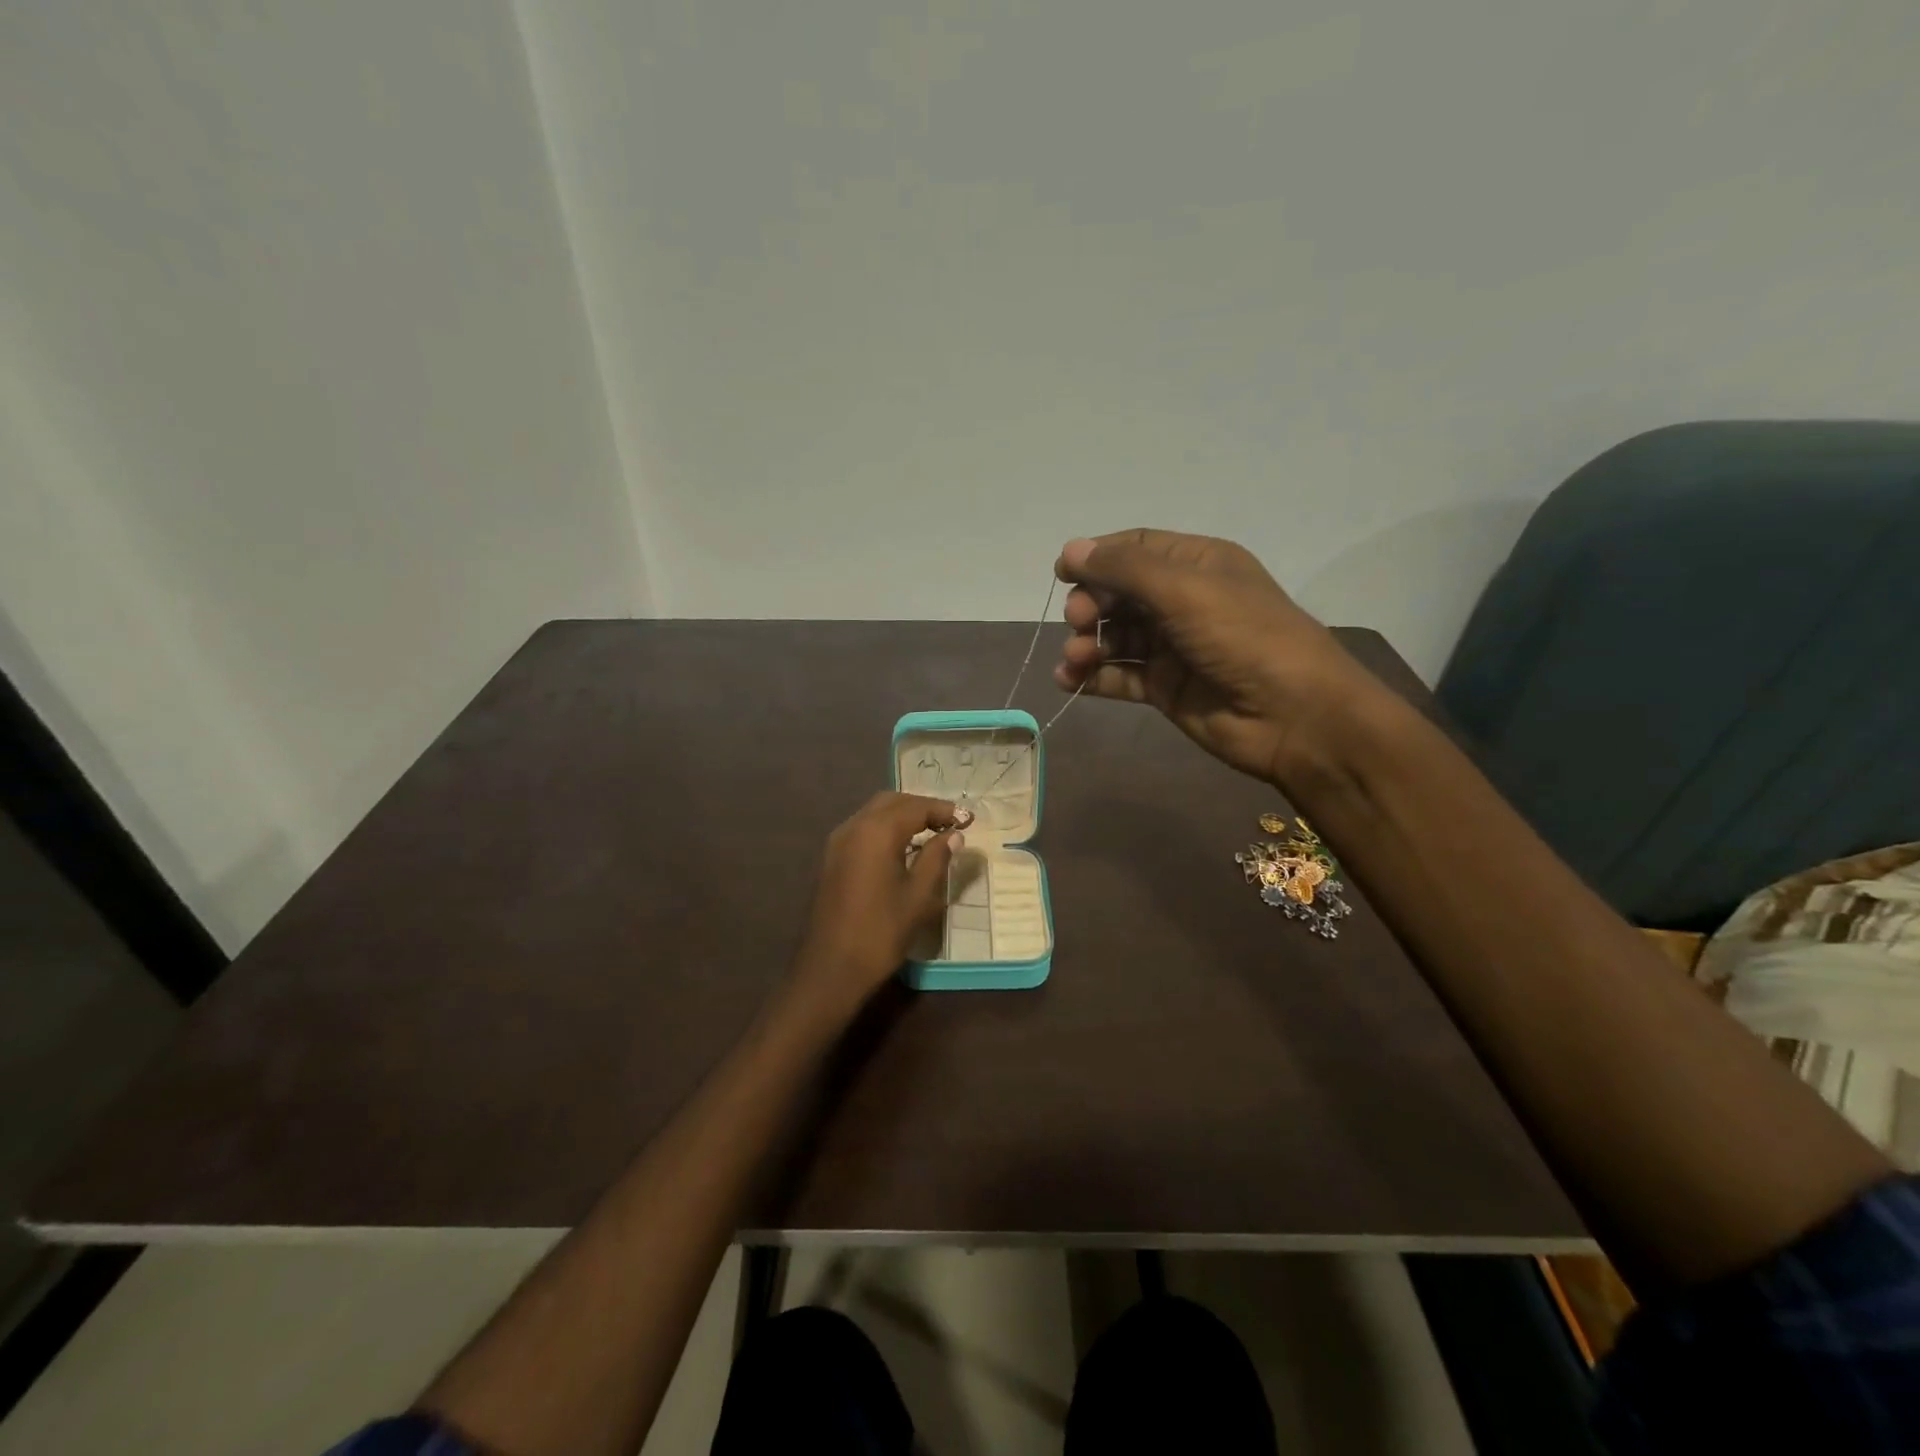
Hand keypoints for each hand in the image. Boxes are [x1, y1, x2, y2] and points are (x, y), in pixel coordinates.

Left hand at [789, 792, 963, 1020]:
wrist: (830, 970)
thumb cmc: (880, 933)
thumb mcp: (918, 897)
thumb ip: (936, 859)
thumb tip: (953, 836)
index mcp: (876, 832)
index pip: (916, 807)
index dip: (944, 811)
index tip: (969, 821)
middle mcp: (853, 827)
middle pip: (892, 802)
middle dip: (922, 807)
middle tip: (950, 823)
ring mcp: (837, 842)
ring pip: (874, 813)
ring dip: (903, 816)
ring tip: (931, 833)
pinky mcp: (831, 859)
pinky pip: (862, 829)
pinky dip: (885, 828)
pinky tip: (903, 848)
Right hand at [1053, 529, 1376, 785]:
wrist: (1294, 715)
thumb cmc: (1243, 637)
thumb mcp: (1184, 590)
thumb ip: (1124, 569)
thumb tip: (1071, 549)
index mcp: (1197, 564)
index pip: (1136, 548)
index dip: (1097, 556)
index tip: (1062, 571)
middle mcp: (1183, 601)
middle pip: (1120, 592)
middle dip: (1092, 603)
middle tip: (1078, 620)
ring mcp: (1174, 647)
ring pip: (1116, 636)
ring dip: (1087, 643)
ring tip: (1075, 658)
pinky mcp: (1165, 687)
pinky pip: (1119, 676)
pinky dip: (1092, 677)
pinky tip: (1069, 681)